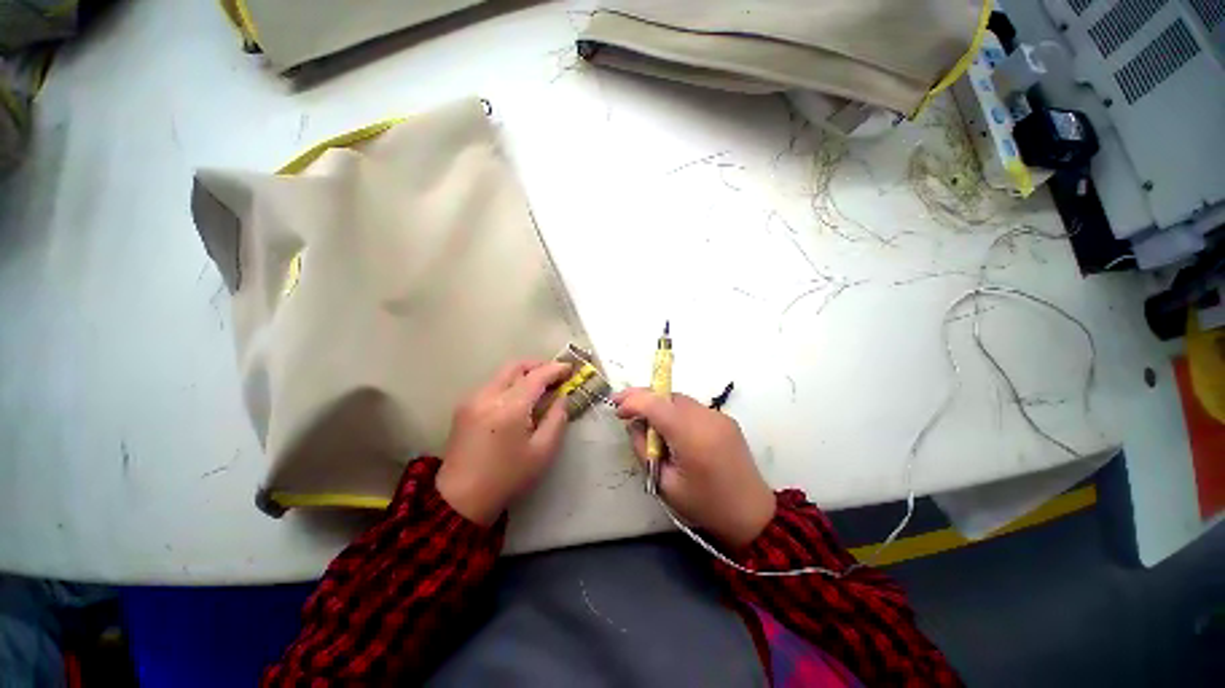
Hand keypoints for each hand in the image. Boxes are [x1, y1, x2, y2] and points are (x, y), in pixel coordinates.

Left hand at [437, 360, 572, 524]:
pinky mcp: (464, 406)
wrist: (461, 499)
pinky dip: (510, 383)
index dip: (556, 369)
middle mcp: (488, 395)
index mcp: (510, 407)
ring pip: (502, 373)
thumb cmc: (507, 477)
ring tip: (540, 387)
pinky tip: (518, 399)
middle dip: (538, 365)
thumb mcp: (543, 452)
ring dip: (523, 374)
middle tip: (555, 374)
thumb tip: (562, 398)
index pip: (537, 376)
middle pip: (516, 366)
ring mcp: (472, 399)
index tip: (570, 368)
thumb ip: (557, 419)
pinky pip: (492, 384)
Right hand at [614, 389, 775, 547]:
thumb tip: (634, 424)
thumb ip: (644, 449)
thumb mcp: (664, 483)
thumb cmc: (704, 505)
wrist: (751, 514)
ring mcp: (719, 416)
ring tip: (646, 419)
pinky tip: (671, 427)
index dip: (632, 401)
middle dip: (643, 397)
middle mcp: (707, 418)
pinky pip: (693, 408)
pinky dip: (676, 411)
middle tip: (624, 406)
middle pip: (668, 396)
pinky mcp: (726, 419)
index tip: (616, 408)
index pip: (656, 404)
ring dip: (660, 404)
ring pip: (680, 399)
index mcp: (691, 436)